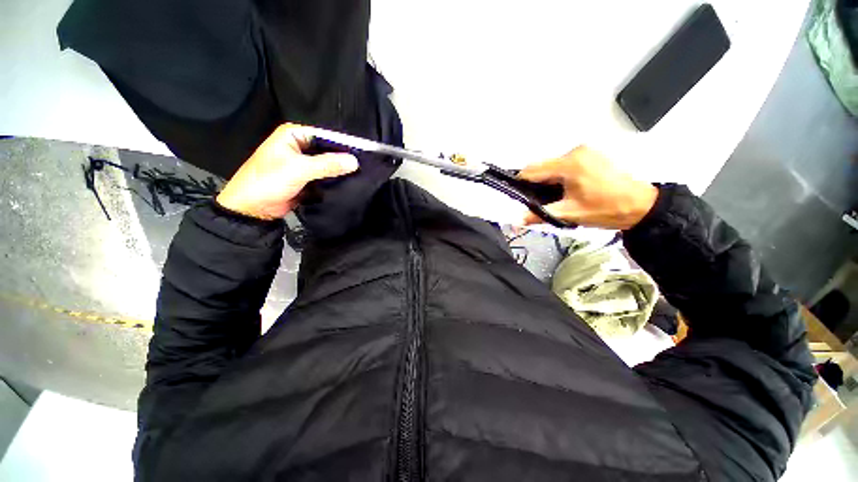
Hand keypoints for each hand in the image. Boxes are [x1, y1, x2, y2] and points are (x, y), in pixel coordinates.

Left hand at [216, 124, 358, 219]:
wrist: (253, 208)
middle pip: (327, 150)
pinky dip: (334, 181)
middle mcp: (299, 146)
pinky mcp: (307, 179)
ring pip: (327, 165)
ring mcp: (303, 164)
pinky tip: (348, 184)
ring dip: (339, 171)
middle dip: (343, 159)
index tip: (363, 154)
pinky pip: (325, 177)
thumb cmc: (269, 181)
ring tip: (360, 176)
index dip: (343, 144)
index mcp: (293, 135)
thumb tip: (354, 162)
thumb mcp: (299, 169)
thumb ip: (328, 165)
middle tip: (364, 167)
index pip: (325, 135)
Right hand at [518, 146, 657, 229]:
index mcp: (569, 164)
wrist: (642, 206)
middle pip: (542, 166)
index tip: (515, 195)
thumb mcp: (570, 214)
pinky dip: (559, 176)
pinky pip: (565, 163)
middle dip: (536, 183)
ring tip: (554, 197)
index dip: (520, 182)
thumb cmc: (606, 210)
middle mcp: (575, 151)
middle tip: (537, 201)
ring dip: (548, 180)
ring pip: (553, 165)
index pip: (533, 170)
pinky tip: (566, 189)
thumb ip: (540, 214)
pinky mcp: (591, 154)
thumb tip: (517, 220)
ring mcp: (585, 151)